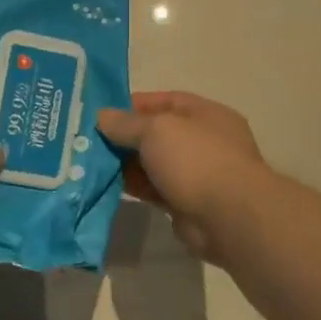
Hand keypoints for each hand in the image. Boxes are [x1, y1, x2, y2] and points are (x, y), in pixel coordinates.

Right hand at [95, 92, 267, 261]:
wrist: (229, 219)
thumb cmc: (196, 160)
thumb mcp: (155, 129)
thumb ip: (126, 123)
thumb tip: (102, 116)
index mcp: (206, 115)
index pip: (167, 101)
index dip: (135, 104)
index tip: (104, 112)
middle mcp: (204, 142)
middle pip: (158, 133)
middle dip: (126, 135)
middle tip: (91, 138)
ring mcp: (197, 175)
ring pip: (154, 163)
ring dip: (127, 163)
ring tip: (92, 161)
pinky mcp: (186, 204)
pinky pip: (154, 189)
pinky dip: (134, 186)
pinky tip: (108, 184)